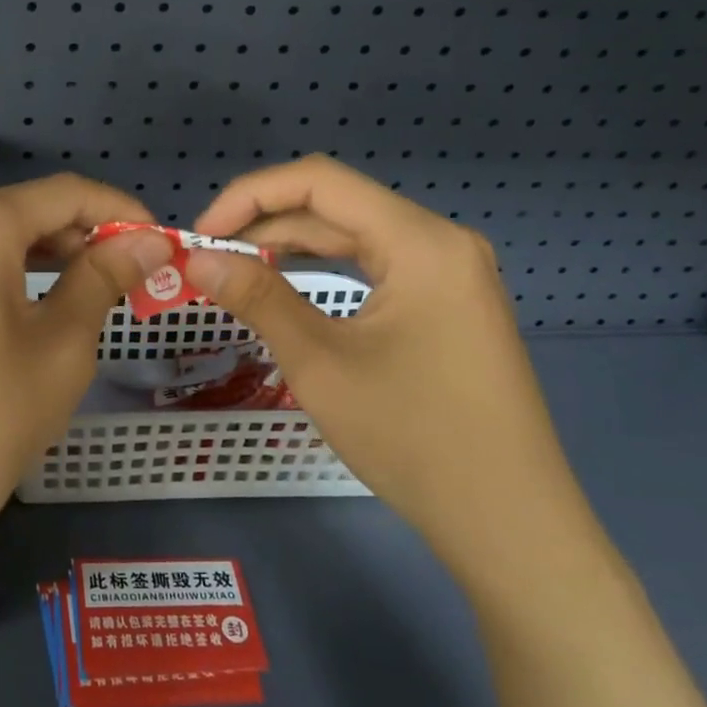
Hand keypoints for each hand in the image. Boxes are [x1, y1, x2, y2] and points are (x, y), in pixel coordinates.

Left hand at [0, 174, 173, 595]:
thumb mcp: (62, 346)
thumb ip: (105, 276)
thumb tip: (150, 240)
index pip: (62, 194)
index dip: (117, 211)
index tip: (155, 239)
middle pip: (17, 211)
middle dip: (75, 236)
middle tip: (122, 274)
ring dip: (33, 254)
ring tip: (76, 290)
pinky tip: (14, 306)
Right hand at [186, 156, 582, 575]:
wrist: (509, 524)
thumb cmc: (414, 438)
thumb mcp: (321, 363)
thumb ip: (257, 297)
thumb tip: (197, 258)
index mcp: (421, 241)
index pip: (319, 182)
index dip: (250, 196)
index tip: (201, 234)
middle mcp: (440, 241)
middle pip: (337, 205)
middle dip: (265, 223)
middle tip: (208, 257)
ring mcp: (450, 272)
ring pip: (354, 234)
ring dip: (291, 245)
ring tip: (234, 268)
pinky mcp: (447, 303)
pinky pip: (375, 264)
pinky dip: (324, 268)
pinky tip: (287, 284)